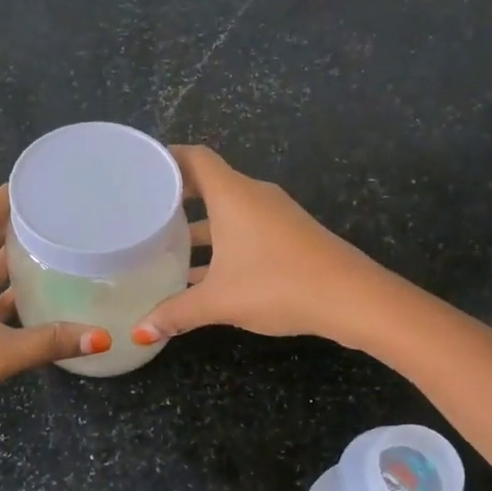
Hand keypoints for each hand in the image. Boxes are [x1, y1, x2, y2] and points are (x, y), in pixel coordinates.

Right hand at [132, 146, 384, 346]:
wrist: (351, 297)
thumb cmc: (277, 284)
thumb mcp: (219, 301)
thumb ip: (176, 313)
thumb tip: (140, 332)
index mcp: (232, 195)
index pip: (194, 157)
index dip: (167, 157)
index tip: (140, 170)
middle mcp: (253, 196)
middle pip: (209, 184)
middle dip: (177, 198)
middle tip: (144, 212)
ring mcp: (275, 215)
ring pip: (228, 212)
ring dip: (200, 227)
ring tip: (166, 247)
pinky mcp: (290, 236)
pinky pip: (246, 229)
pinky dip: (223, 243)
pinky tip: (205, 275)